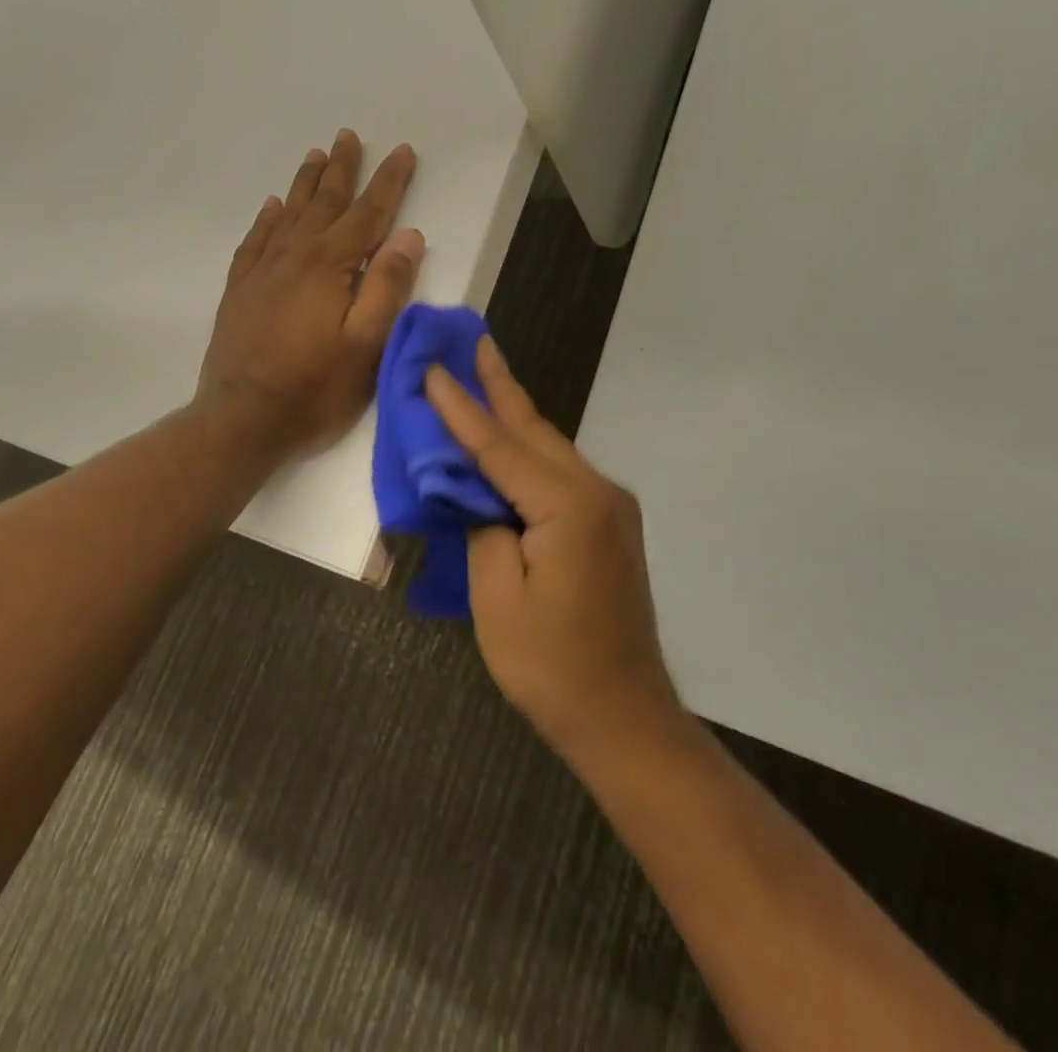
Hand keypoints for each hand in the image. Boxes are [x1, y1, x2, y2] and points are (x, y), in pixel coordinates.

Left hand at [197, 130, 425, 458]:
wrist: (241, 420)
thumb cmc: (314, 389)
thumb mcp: (366, 344)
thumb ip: (387, 287)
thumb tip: (408, 236)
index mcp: (330, 266)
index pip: (368, 214)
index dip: (389, 182)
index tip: (403, 151)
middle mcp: (294, 257)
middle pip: (325, 203)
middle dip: (343, 169)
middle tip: (349, 135)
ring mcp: (262, 272)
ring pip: (289, 215)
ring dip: (306, 184)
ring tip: (316, 156)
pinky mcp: (240, 291)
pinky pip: (256, 242)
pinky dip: (267, 220)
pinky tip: (272, 207)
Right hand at [425, 337, 682, 764]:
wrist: (624, 717)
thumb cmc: (551, 665)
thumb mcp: (496, 596)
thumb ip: (481, 526)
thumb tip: (474, 490)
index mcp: (568, 505)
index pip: (499, 446)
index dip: (460, 409)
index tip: (433, 368)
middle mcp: (596, 492)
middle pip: (533, 430)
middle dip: (498, 386)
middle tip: (474, 341)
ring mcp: (608, 507)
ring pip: (549, 447)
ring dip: (513, 413)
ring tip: (484, 374)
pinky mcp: (607, 525)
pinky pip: (557, 472)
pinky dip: (527, 450)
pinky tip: (509, 438)